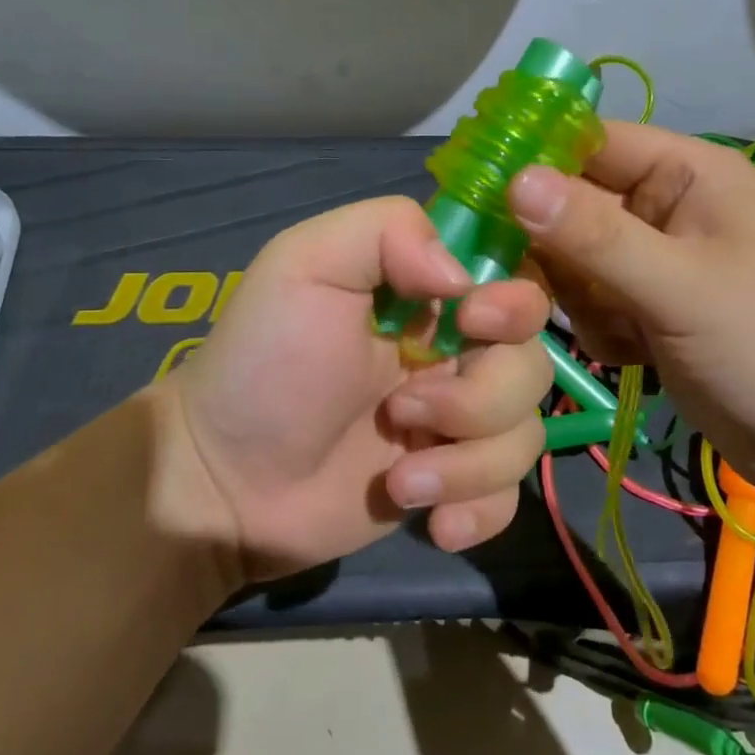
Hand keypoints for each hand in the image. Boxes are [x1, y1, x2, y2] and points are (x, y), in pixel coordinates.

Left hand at [152, 197, 551, 584]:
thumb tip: (463, 278)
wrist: (224, 481)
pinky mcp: (453, 485)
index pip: (514, 280)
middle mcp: (453, 352)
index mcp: (427, 294)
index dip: (514, 303)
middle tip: (403, 411)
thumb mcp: (305, 264)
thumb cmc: (263, 362)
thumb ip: (387, 231)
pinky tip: (433, 523)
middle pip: (530, 363)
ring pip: (524, 433)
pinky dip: (479, 511)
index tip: (471, 324)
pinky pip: (508, 495)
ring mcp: (456, 423)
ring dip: (468, 463)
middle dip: (479, 397)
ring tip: (399, 481)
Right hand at [506, 122, 754, 488]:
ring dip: (576, 297)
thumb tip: (514, 180)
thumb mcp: (682, 286)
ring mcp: (655, 262)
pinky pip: (592, 302)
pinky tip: (628, 355)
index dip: (529, 161)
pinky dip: (597, 328)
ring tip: (613, 330)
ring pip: (574, 259)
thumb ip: (595, 235)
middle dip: (549, 249)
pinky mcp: (650, 310)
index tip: (473, 198)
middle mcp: (664, 208)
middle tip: (523, 288)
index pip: (587, 142)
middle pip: (570, 205)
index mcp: (685, 173)